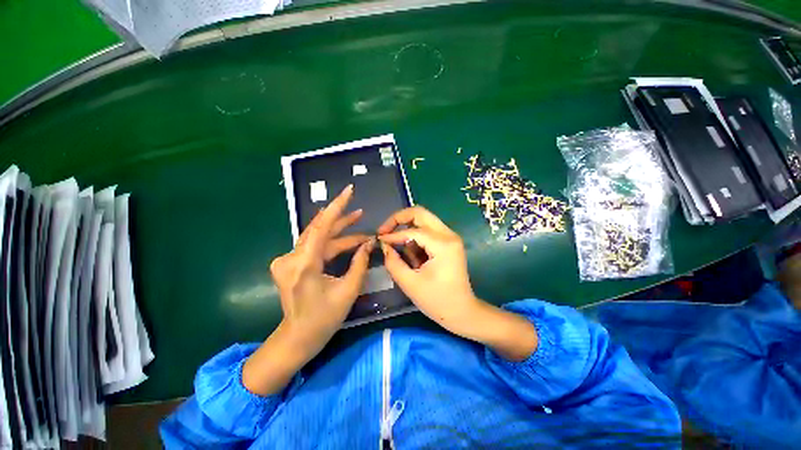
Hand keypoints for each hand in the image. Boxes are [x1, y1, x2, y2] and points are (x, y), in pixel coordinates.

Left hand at [244, 185, 373, 394]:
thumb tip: (369, 243)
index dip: (337, 207)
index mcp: (304, 265)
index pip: (322, 227)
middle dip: (341, 219)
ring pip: (316, 237)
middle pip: (319, 230)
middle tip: (360, 211)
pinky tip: (344, 238)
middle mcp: (290, 258)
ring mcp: (286, 260)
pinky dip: (330, 242)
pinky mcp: (289, 263)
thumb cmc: (324, 319)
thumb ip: (360, 263)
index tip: (349, 191)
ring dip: (338, 231)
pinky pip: (312, 246)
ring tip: (358, 221)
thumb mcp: (348, 290)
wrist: (297, 338)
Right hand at [377, 206, 479, 335]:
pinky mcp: (449, 242)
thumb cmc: (437, 301)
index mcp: (442, 244)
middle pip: (420, 213)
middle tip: (385, 231)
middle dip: (399, 219)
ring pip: (424, 220)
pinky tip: (414, 257)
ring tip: (402, 252)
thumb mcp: (410, 283)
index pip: (412, 230)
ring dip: (408, 230)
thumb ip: (393, 262)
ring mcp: (451, 237)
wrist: (462, 312)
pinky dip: (416, 238)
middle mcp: (449, 235)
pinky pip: (428, 231)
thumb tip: (384, 245)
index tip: (379, 239)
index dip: (393, 234)